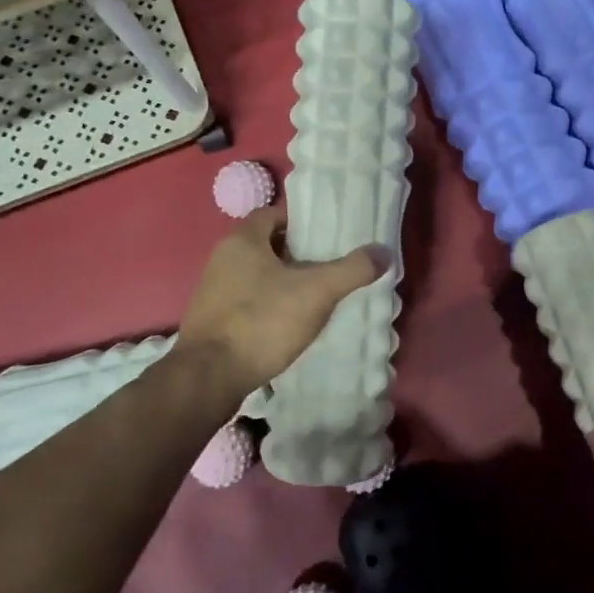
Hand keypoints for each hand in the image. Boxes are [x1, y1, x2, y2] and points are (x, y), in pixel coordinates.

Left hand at [173, 205, 389, 401]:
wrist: (209, 378)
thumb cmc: (263, 321)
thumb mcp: (317, 292)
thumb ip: (353, 269)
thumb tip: (384, 252)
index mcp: (242, 241)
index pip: (271, 214)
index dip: (300, 221)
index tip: (326, 236)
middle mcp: (222, 259)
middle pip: (265, 245)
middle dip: (296, 253)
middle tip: (327, 265)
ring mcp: (212, 291)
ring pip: (255, 275)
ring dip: (281, 281)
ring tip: (313, 295)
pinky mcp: (212, 321)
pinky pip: (246, 301)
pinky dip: (267, 305)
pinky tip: (288, 323)